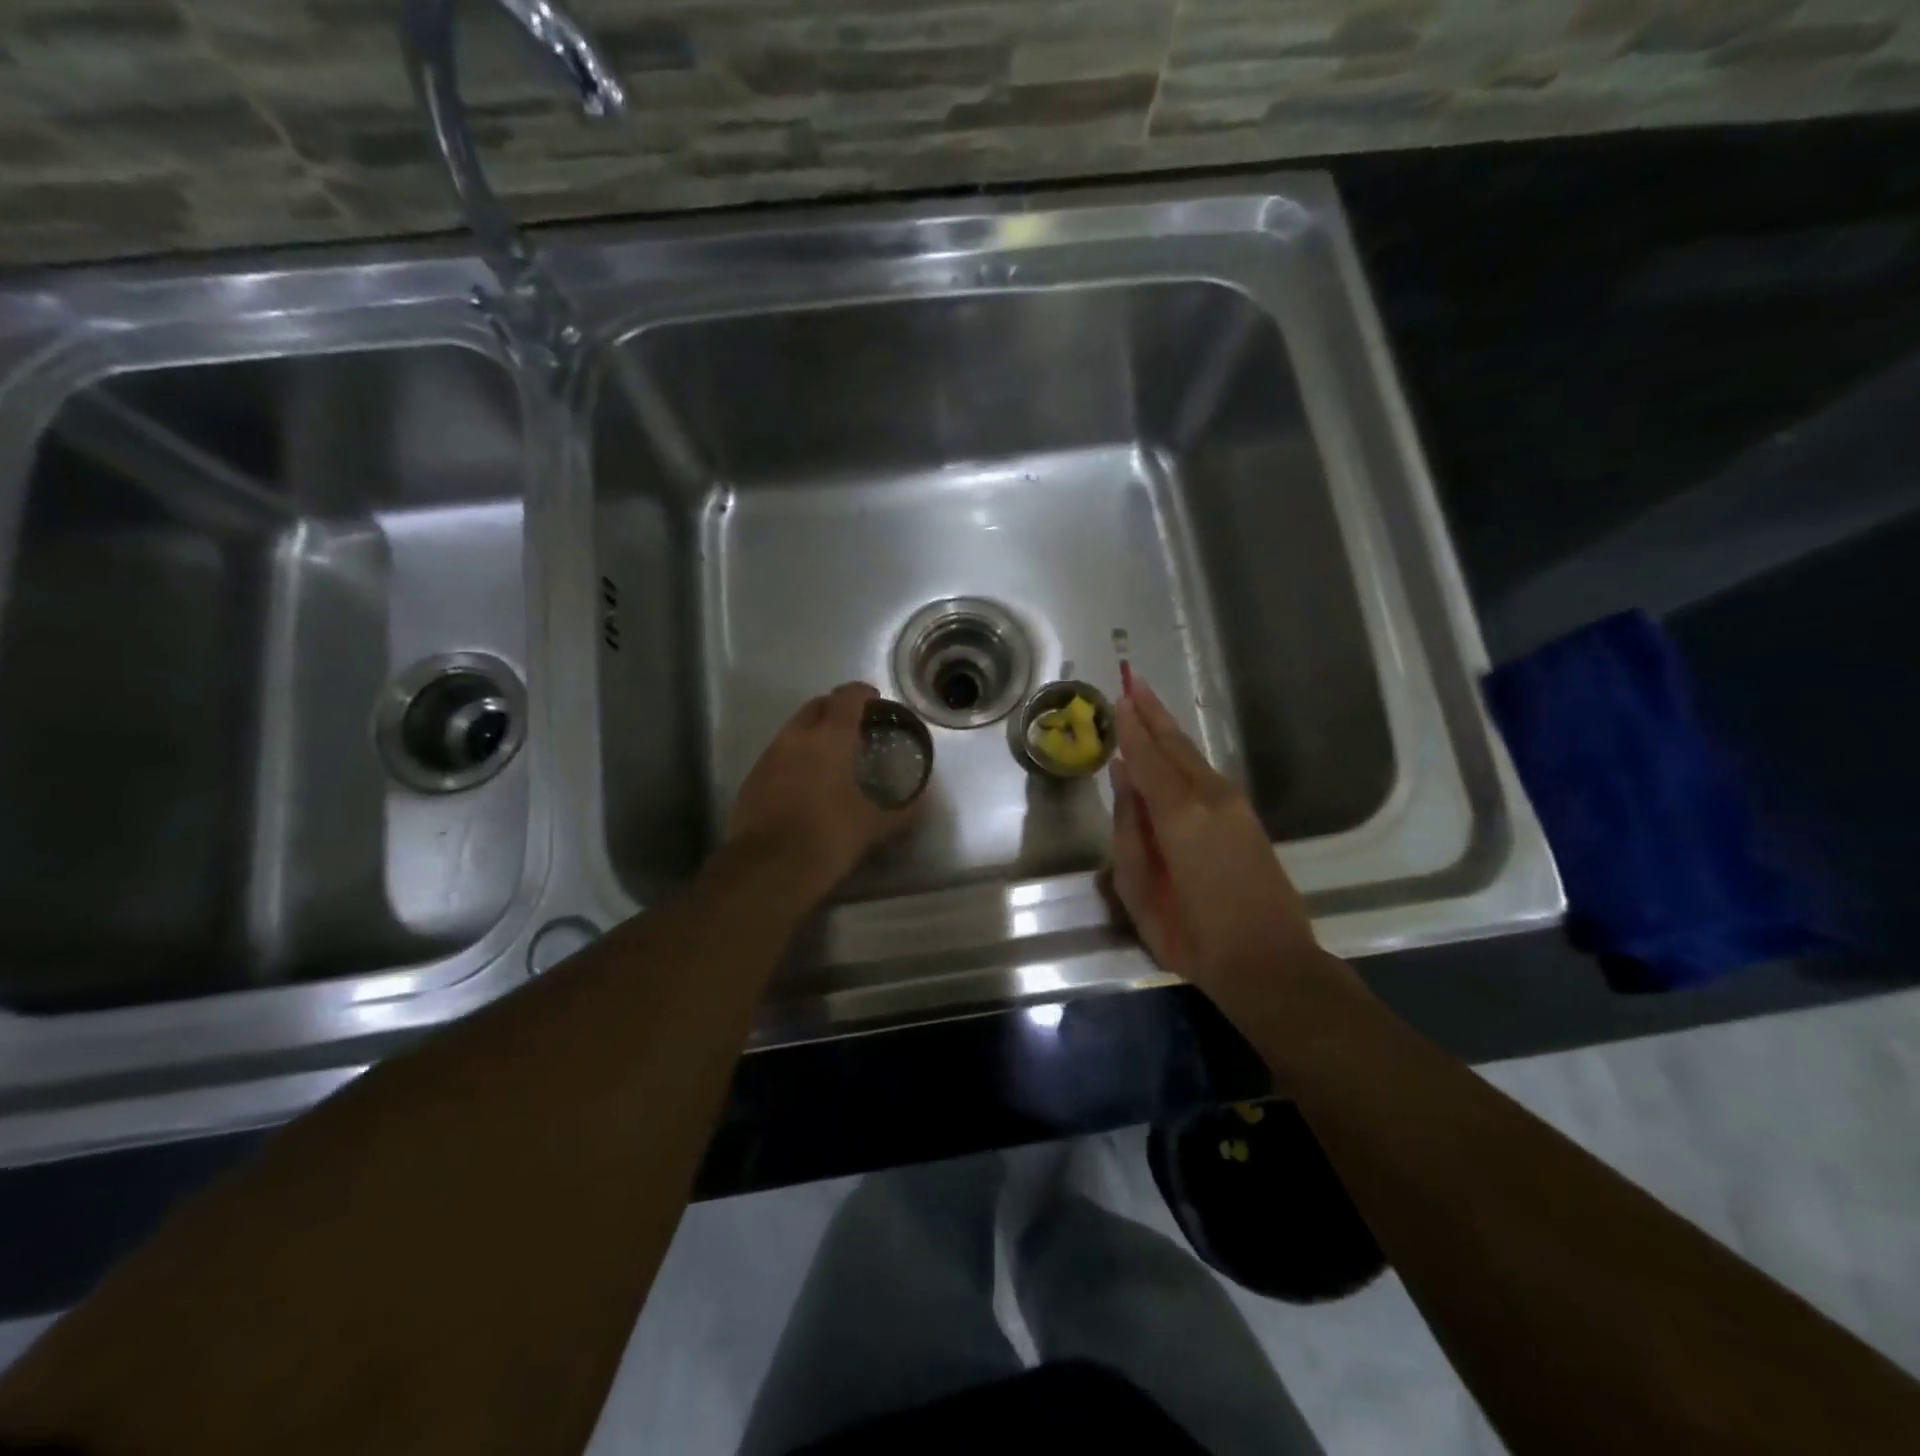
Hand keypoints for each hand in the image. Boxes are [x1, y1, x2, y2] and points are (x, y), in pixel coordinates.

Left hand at [728, 682, 914, 898]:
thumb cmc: (827, 837)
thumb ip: (900, 812)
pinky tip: (804, 782)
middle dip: (835, 708)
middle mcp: (796, 737)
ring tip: (830, 754)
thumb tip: (921, 804)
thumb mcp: (872, 827)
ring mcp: (769, 757)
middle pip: (816, 706)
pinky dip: (794, 757)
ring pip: (793, 730)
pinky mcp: (752, 780)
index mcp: (830, 738)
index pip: (847, 697)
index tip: (874, 700)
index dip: (862, 693)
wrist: (766, 869)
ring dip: (812, 732)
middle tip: (853, 725)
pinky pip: (777, 755)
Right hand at [1108, 681, 1322, 1004]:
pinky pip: (1207, 774)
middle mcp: (1210, 797)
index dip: (1131, 727)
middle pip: (1175, 745)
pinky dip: (1184, 755)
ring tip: (1147, 708)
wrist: (1270, 963)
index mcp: (1179, 815)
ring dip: (1168, 731)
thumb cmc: (1192, 936)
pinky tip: (1172, 752)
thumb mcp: (1139, 890)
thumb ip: (1129, 829)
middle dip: (1152, 714)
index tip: (1117, 696)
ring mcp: (1234, 805)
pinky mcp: (1247, 818)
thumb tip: (1122, 778)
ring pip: (1194, 757)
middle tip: (1132, 682)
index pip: (1147, 757)